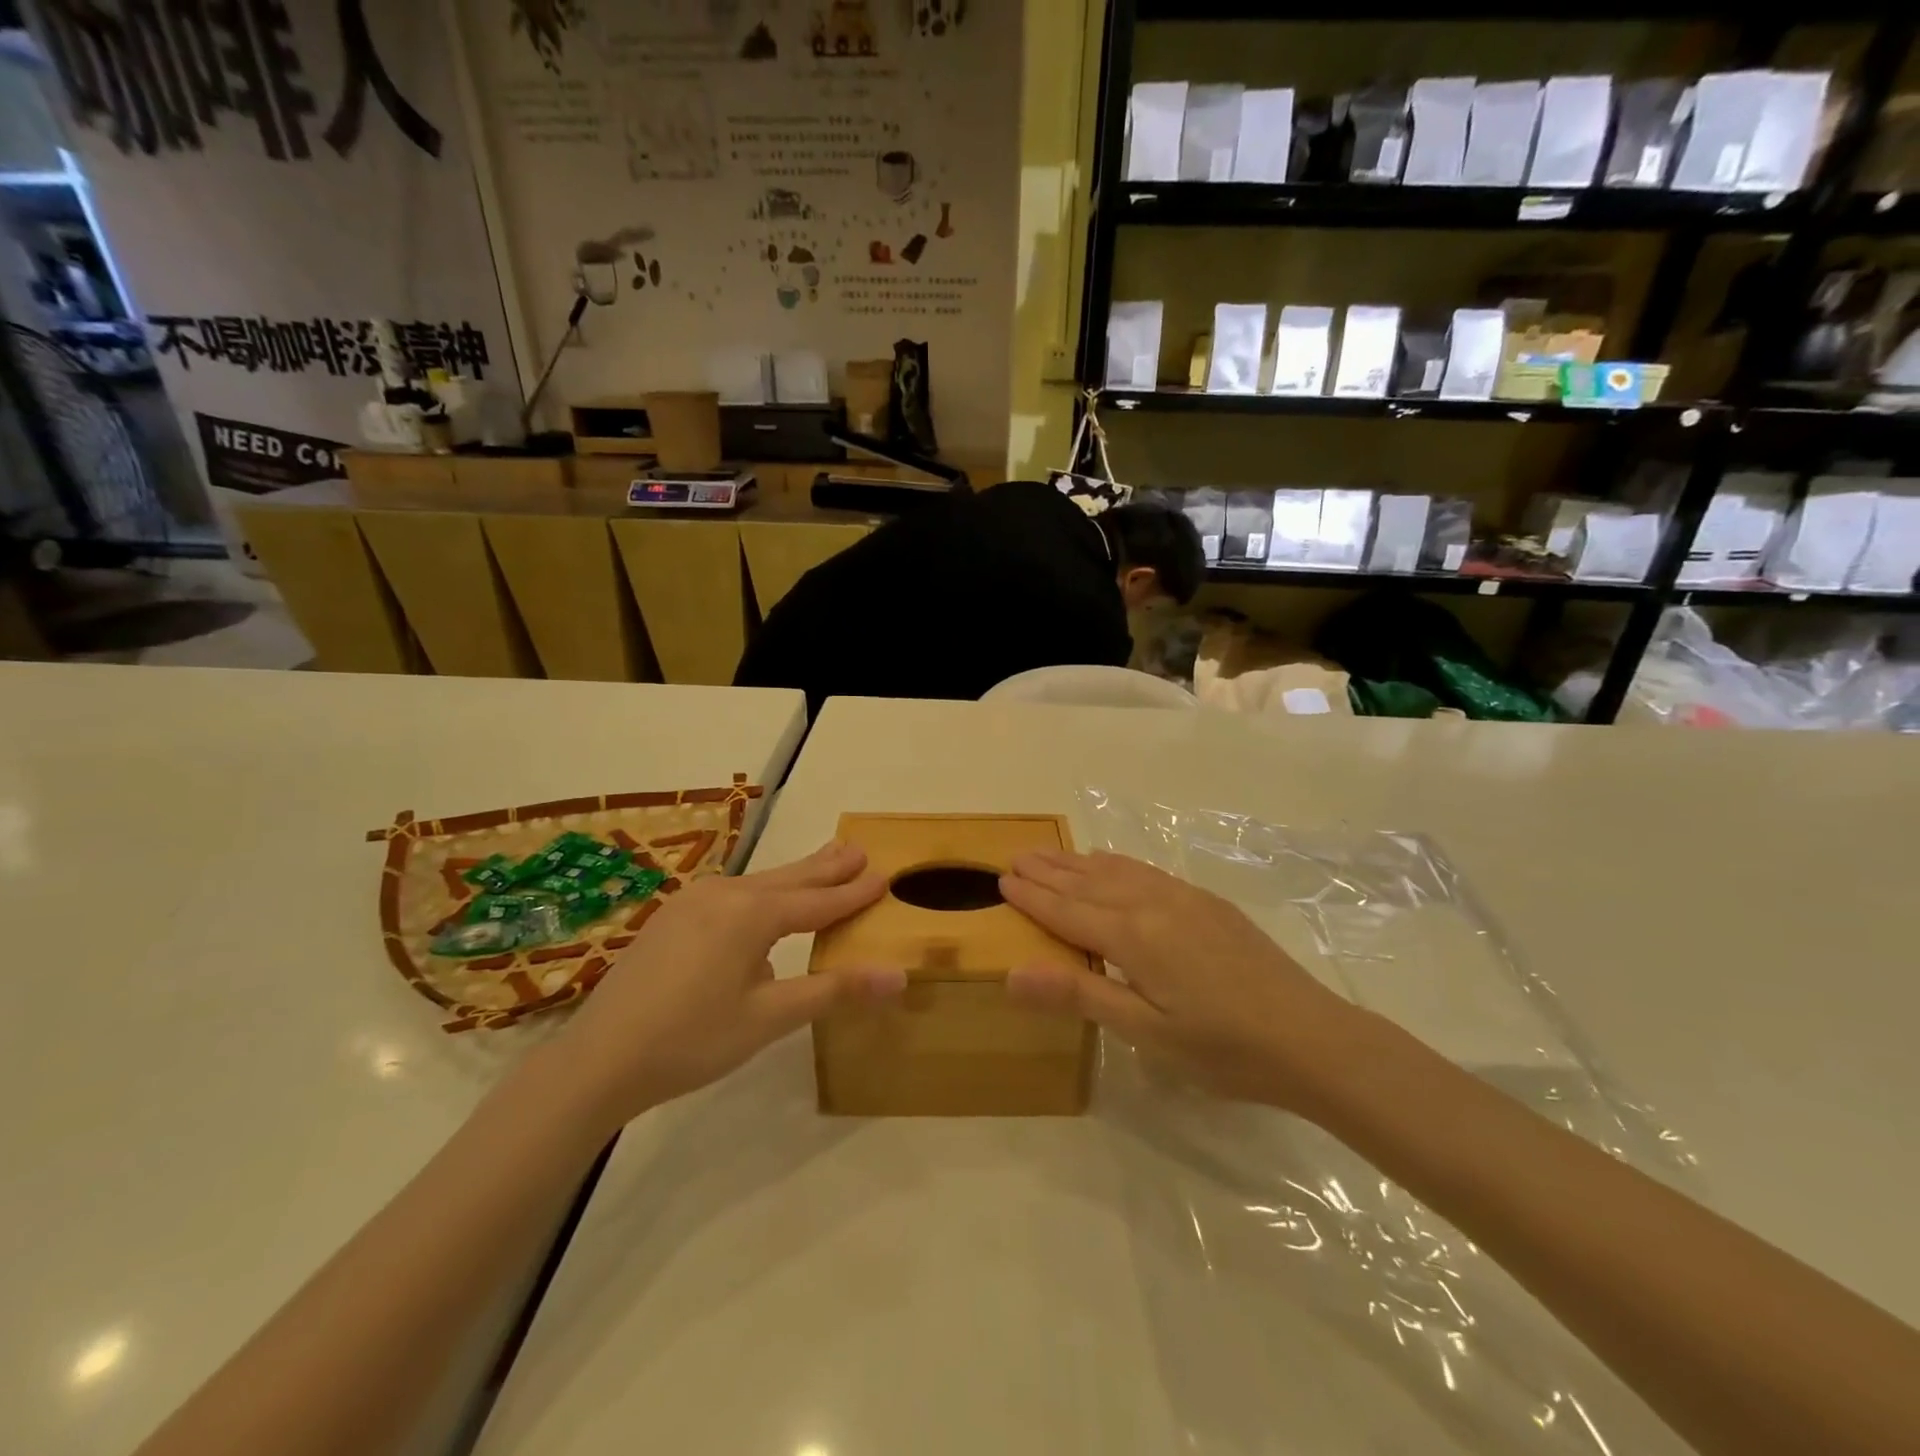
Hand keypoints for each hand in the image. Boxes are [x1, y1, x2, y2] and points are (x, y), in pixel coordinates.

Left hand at [553, 841, 905, 1127]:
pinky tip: (762, 903)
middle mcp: (725, 894)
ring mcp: (693, 902)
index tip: (886, 876)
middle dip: (827, 866)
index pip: (819, 901)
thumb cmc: (691, 1040)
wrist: (597, 1059)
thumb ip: (833, 990)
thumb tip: (898, 976)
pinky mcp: (672, 917)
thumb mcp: (769, 1018)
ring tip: (822, 863)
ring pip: (759, 884)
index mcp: (751, 914)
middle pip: (789, 878)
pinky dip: (762, 892)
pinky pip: (732, 895)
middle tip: (859, 849)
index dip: (854, 893)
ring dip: (795, 876)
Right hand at [1000, 850, 1359, 1108]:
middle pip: (1088, 883)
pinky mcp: (1208, 903)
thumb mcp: (1146, 1033)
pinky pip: (1147, 872)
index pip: (1067, 911)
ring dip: (1079, 862)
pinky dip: (1117, 864)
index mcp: (1133, 937)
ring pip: (1117, 871)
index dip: (1033, 897)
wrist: (1312, 1038)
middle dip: (1049, 871)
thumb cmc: (1223, 1048)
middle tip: (1016, 856)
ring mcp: (1184, 898)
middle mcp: (1153, 905)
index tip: (1002, 879)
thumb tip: (1011, 973)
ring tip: (1052, 854)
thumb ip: (1079, 995)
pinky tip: (1112, 864)